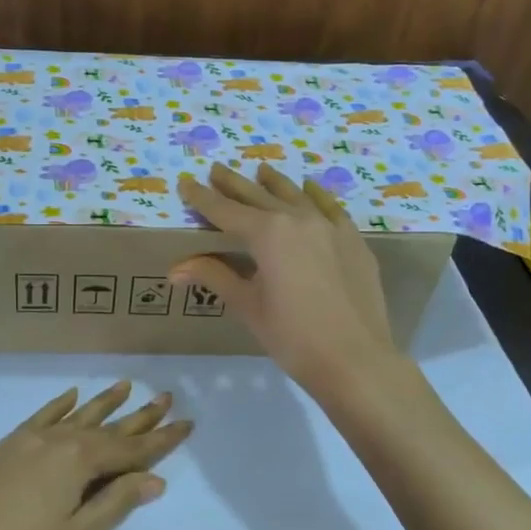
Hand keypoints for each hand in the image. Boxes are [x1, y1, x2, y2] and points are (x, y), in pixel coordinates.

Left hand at [0, 382, 190, 529]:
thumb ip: (116, 502)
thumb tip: (155, 479)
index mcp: (79, 460)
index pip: (131, 448)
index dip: (161, 439)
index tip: (186, 423)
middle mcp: (59, 439)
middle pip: (108, 426)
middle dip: (139, 416)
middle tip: (165, 397)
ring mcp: (30, 438)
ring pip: (77, 415)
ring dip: (104, 402)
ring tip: (126, 386)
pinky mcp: (7, 445)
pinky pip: (43, 415)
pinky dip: (61, 404)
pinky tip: (72, 395)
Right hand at [173, 164, 402, 394]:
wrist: (356, 360)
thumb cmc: (293, 337)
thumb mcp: (249, 306)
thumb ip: (215, 277)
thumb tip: (175, 270)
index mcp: (267, 234)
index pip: (225, 210)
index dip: (202, 198)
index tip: (186, 182)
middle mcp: (298, 219)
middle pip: (259, 196)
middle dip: (234, 184)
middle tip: (216, 169)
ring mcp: (330, 227)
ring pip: (296, 195)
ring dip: (274, 183)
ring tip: (261, 170)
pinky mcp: (353, 241)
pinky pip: (330, 208)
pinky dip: (315, 196)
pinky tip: (310, 190)